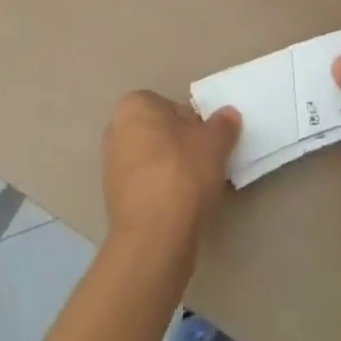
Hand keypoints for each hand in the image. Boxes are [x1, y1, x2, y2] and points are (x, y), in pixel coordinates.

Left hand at [102, 91, 240, 257]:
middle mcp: (116, 131)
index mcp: (133, 107)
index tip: (207, 142)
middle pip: (160, 132)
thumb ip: (222, 124)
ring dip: (172, 169)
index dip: (193, 123)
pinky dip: (162, 191)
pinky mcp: (114, 199)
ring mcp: (111, 167)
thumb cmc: (181, 173)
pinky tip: (181, 206)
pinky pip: (146, 185)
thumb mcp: (214, 143)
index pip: (170, 106)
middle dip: (181, 145)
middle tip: (205, 162)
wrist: (154, 235)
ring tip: (196, 187)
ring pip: (152, 160)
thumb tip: (228, 115)